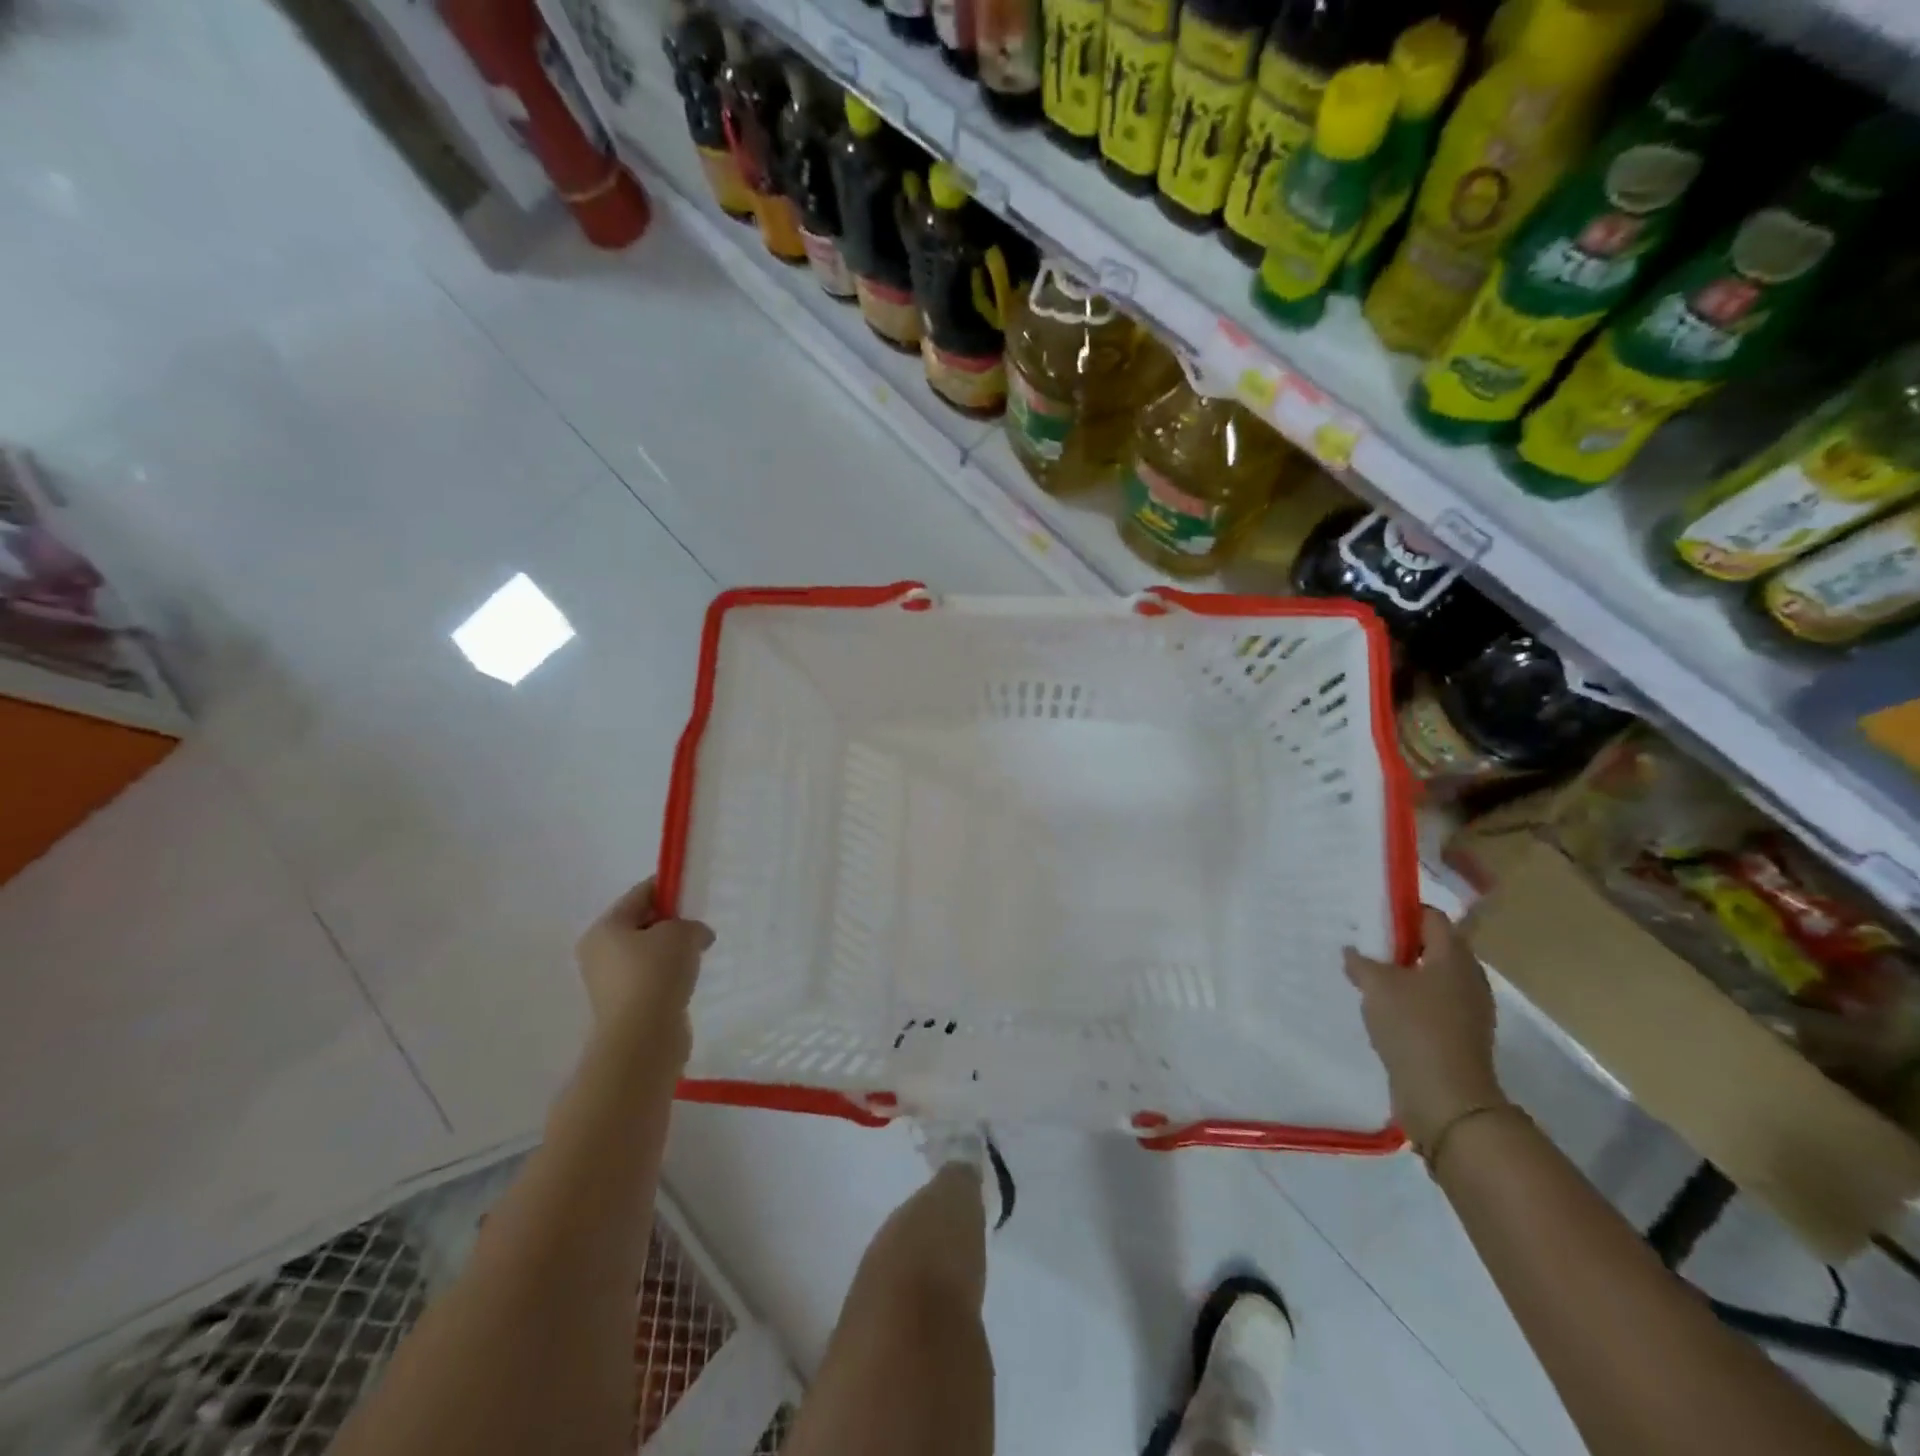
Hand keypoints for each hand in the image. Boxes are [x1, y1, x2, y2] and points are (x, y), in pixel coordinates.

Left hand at [576, 879, 713, 1039]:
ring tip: (699, 954)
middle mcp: (599, 953)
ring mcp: (610, 983)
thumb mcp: (681, 933)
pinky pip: (652, 979)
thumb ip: (691, 924)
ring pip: (648, 954)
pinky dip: (670, 976)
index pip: (640, 894)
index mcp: (605, 928)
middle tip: (700, 926)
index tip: (695, 891)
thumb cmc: (655, 974)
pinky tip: (689, 979)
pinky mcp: (625, 1007)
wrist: (643, 1039)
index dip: (669, 888)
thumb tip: (698, 935)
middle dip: (672, 923)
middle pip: (642, 924)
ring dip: (673, 952)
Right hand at [1344, 906, 1505, 1147]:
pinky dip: (1407, 1000)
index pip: (1431, 917)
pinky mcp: (1457, 1035)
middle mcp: (1467, 978)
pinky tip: (1379, 1007)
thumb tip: (1352, 951)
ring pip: (1429, 977)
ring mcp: (1466, 1009)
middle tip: (1361, 943)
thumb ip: (1361, 961)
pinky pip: (1429, 1004)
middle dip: (1397, 943)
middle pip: (1432, 946)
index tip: (1368, 913)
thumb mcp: (1376, 985)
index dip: (1401, 910)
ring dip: (1400, 974)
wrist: (1446, 1098)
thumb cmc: (1414, 1028)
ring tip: (1364, 975)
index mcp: (1454, 957)